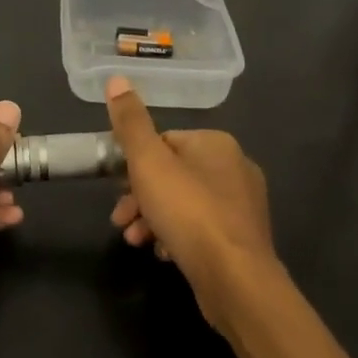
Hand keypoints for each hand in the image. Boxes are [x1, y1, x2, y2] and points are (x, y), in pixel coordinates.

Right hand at [105, 76, 278, 323]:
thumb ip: (131, 123)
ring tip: (136, 241)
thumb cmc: (188, 212)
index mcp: (216, 144)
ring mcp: (242, 205)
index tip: (115, 189)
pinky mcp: (241, 238)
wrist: (234, 278)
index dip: (134, 165)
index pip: (164, 142)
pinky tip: (164, 254)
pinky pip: (200, 229)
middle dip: (140, 198)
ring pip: (184, 204)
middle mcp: (235, 168)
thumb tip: (116, 79)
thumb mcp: (149, 163)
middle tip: (120, 221)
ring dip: (153, 220)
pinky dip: (177, 237)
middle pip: (172, 175)